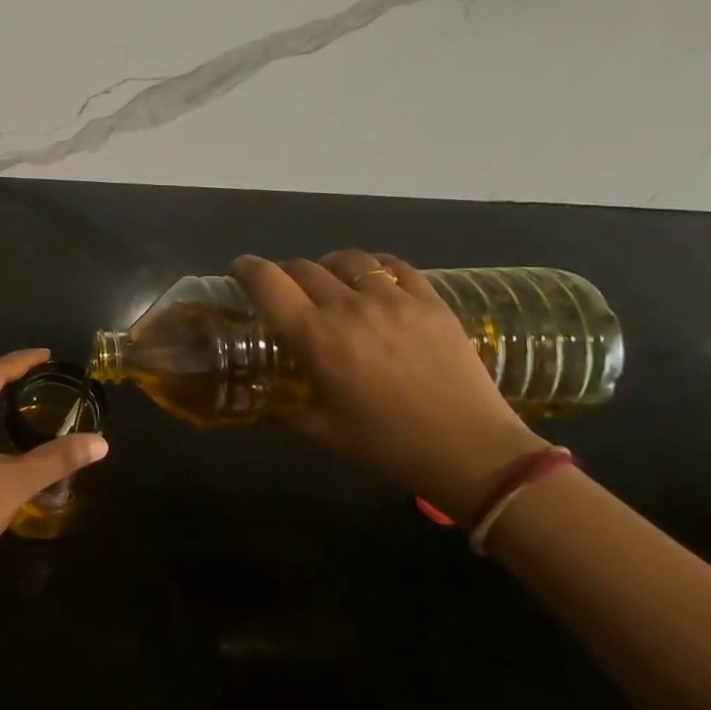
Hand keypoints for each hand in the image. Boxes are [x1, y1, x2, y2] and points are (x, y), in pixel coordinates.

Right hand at [232, 251, 548, 520]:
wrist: (471, 450)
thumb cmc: (387, 444)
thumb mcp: (321, 431)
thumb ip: (284, 410)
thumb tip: (261, 401)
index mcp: (315, 336)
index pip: (268, 282)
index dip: (247, 269)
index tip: (239, 271)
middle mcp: (348, 307)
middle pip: (304, 267)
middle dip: (285, 273)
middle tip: (286, 290)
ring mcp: (393, 300)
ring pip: (349, 259)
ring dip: (329, 265)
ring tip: (332, 281)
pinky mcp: (430, 301)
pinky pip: (395, 266)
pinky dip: (375, 267)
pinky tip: (375, 281)